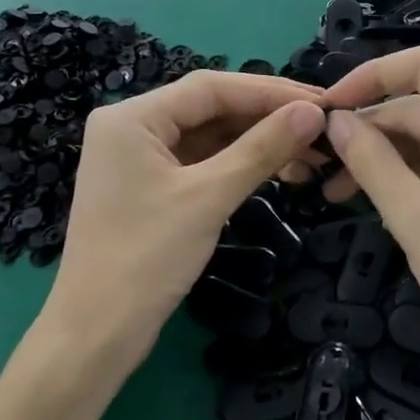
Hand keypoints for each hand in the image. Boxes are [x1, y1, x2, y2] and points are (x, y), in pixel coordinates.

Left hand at [43, 71, 326, 374]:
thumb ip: (262, 149)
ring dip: (256, 142)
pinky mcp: (149, 187)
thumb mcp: (209, 197)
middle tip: (322, 128)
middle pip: (209, 108)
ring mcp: (138, 159)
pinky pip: (200, 162)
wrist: (98, 332)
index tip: (321, 102)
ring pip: (208, 136)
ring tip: (309, 153)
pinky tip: (275, 169)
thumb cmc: (146, 258)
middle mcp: (131, 127)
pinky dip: (237, 164)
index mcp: (132, 117)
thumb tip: (313, 113)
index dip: (270, 91)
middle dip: (266, 117)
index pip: (211, 88)